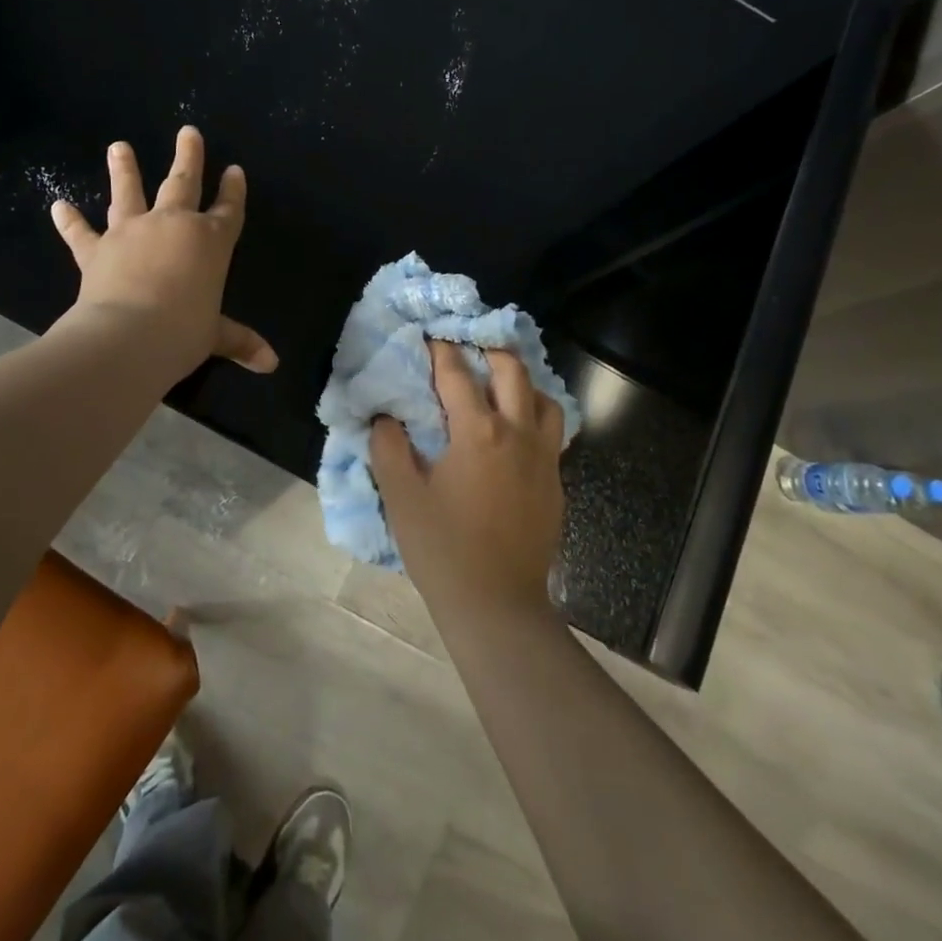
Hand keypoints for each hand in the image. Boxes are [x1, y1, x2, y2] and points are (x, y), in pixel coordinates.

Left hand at [50, 126, 277, 375]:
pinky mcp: (98, 250)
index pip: (229, 210)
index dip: (234, 190)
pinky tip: (58, 205)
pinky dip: (69, 221)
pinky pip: (81, 233)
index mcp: (211, 242)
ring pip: (129, 193)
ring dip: (124, 169)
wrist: (128, 336)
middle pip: (183, 183)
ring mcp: (132, 233)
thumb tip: (272, 364)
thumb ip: (240, 341)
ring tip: (119, 147)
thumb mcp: (215, 336)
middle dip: (188, 157)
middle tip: (188, 132)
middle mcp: (173, 226)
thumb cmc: (183, 332)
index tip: (235, 170)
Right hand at [370, 340, 565, 624]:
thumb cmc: (443, 549)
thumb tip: (386, 416)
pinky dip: (535, 415)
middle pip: (512, 371)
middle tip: (469, 347)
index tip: (430, 335)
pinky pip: (551, 432)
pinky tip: (516, 431)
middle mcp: (517, 433)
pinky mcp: (555, 482)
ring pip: (544, 399)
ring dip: (522, 382)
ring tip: (500, 385)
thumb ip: (389, 448)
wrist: (498, 605)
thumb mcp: (402, 497)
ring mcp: (543, 458)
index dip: (440, 351)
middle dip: (490, 350)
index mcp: (478, 432)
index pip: (457, 375)